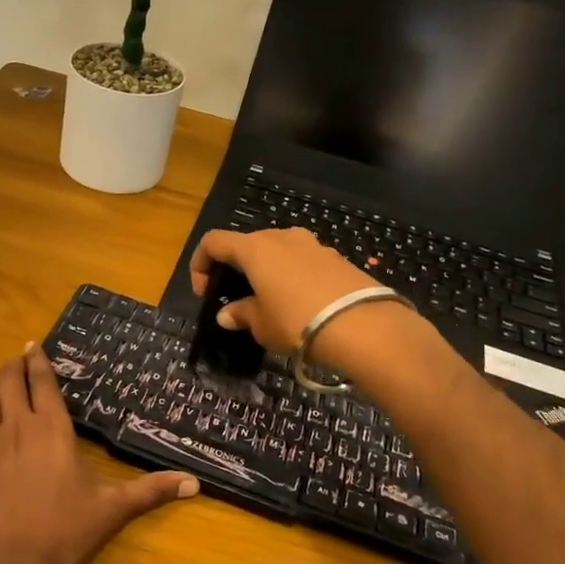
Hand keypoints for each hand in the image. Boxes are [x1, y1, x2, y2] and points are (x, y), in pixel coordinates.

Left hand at [0, 345, 196, 563]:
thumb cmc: (64, 536)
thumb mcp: (112, 511)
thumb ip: (151, 491)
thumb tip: (195, 483)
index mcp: (52, 429)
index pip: (42, 381)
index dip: (37, 359)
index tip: (35, 345)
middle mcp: (17, 427)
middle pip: (8, 380)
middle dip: (14, 366)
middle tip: (21, 361)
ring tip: (2, 384)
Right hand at [189, 228, 425, 379]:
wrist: (363, 326)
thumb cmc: (297, 321)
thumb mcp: (261, 325)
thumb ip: (241, 314)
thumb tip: (226, 314)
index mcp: (255, 248)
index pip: (214, 242)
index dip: (201, 264)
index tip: (204, 292)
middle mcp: (282, 237)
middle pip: (248, 244)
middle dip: (237, 268)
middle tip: (237, 297)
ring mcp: (313, 245)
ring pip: (278, 251)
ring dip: (267, 271)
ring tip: (271, 301)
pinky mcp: (337, 258)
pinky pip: (303, 262)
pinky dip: (293, 276)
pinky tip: (301, 304)